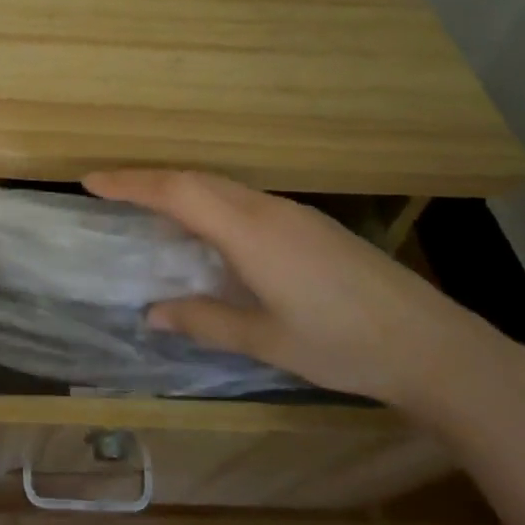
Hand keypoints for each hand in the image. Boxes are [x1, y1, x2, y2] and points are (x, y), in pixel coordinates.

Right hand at [84, 169, 504, 410]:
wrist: (432, 345)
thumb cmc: (342, 346)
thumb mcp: (267, 341)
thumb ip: (205, 321)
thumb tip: (153, 313)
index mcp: (250, 232)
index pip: (178, 193)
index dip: (132, 183)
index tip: (91, 179)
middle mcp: (268, 209)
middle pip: (197, 180)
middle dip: (149, 180)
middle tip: (110, 189)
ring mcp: (294, 213)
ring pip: (223, 187)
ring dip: (182, 190)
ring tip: (149, 208)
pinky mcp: (311, 224)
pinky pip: (245, 200)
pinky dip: (211, 203)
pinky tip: (209, 232)